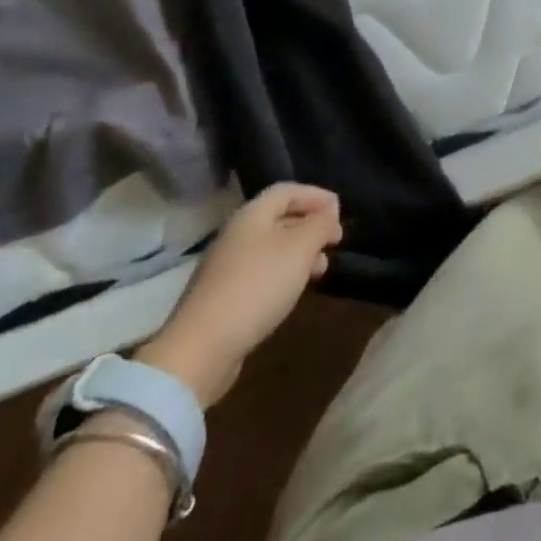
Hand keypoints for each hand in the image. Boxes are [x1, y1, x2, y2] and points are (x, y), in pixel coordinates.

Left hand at [135, 183, 342, 407]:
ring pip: (272, 248)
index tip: (340, 212)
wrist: (201, 349)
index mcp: (252, 215)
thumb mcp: (300, 248)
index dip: (316, 195)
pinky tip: (294, 292)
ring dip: (300, 253)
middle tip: (334, 242)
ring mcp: (227, 267)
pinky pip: (262, 273)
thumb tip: (329, 216)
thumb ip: (319, 225)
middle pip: (279, 218)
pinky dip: (284, 274)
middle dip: (310, 226)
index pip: (288, 190)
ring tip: (321, 270)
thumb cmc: (257, 286)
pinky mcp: (223, 297)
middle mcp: (237, 234)